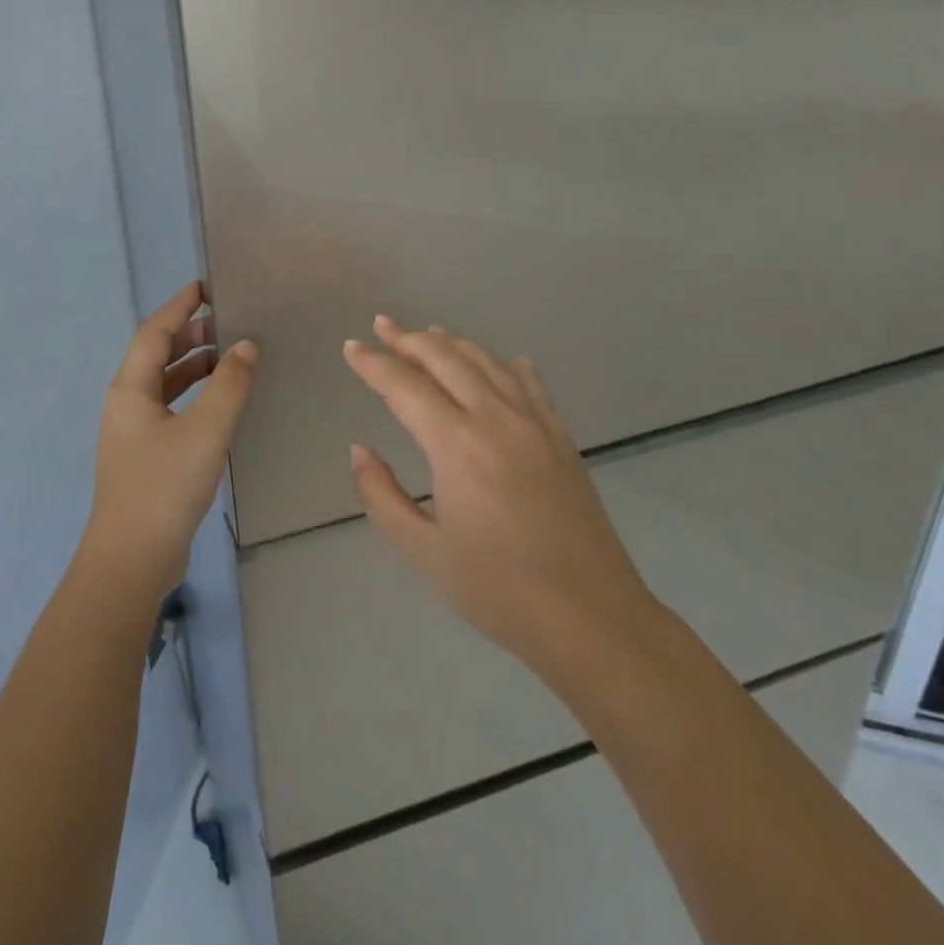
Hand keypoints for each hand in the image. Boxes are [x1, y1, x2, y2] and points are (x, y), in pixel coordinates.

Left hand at [84, 282, 258, 595]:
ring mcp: (134, 432)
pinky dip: (195, 396)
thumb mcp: (205, 430)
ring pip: (165, 384)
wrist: (132, 559)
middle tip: (229, 324)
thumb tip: (246, 346)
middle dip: (190, 336)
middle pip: (157, 355)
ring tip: (231, 357)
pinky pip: (171, 409)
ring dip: (194, 366)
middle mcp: (127, 403)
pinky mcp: (146, 457)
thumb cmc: (165, 485)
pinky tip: (221, 405)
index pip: (155, 332)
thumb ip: (229, 385)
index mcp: (130, 388)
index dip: (180, 307)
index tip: (206, 288)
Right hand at [344, 316, 654, 671]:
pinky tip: (504, 362)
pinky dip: (507, 365)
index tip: (352, 347)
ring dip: (453, 344)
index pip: (404, 387)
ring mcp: (535, 425)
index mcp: (456, 444)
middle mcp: (495, 419)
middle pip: (446, 359)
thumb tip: (360, 451)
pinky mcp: (562, 440)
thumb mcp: (422, 551)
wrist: (591, 617)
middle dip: (409, 339)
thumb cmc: (497, 589)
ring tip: (430, 334)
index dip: (373, 364)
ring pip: (488, 363)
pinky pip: (530, 385)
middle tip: (383, 326)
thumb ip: (382, 495)